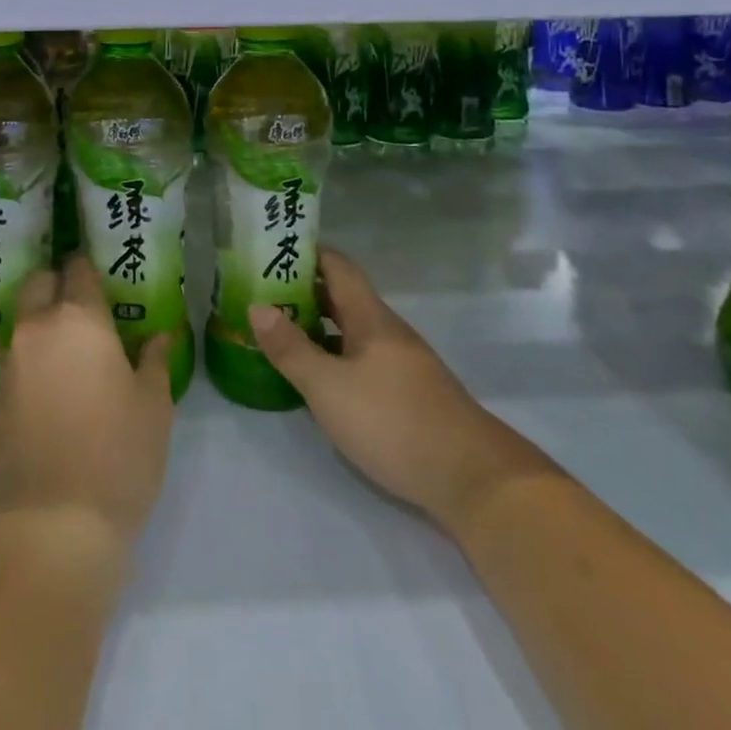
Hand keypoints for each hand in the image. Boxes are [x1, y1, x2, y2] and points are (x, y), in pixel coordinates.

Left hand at [0, 256, 177, 552]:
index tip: (106, 276)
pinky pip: (17, 356)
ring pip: (25, 319)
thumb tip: (157, 336)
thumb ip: (155, 361)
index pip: (78, 269)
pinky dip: (34, 355)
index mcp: (78, 318)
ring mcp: (10, 362)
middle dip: (58, 283)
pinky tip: (57, 382)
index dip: (91, 267)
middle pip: (39, 283)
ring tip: (75, 347)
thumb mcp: (154, 406)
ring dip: (44, 320)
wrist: (51, 525)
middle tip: (87, 306)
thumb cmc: (117, 456)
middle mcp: (37, 328)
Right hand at [247, 248, 551, 531]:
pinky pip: (361, 358)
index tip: (272, 249)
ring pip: (352, 330)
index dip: (306, 253)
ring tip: (278, 331)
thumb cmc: (393, 422)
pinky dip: (334, 356)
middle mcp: (387, 331)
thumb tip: (257, 306)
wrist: (473, 480)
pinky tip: (316, 377)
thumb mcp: (329, 387)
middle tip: (261, 293)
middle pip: (342, 297)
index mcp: (370, 317)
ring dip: (317, 325)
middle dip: (303, 290)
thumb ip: (291, 348)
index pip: (338, 266)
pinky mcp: (407, 394)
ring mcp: (401, 363)